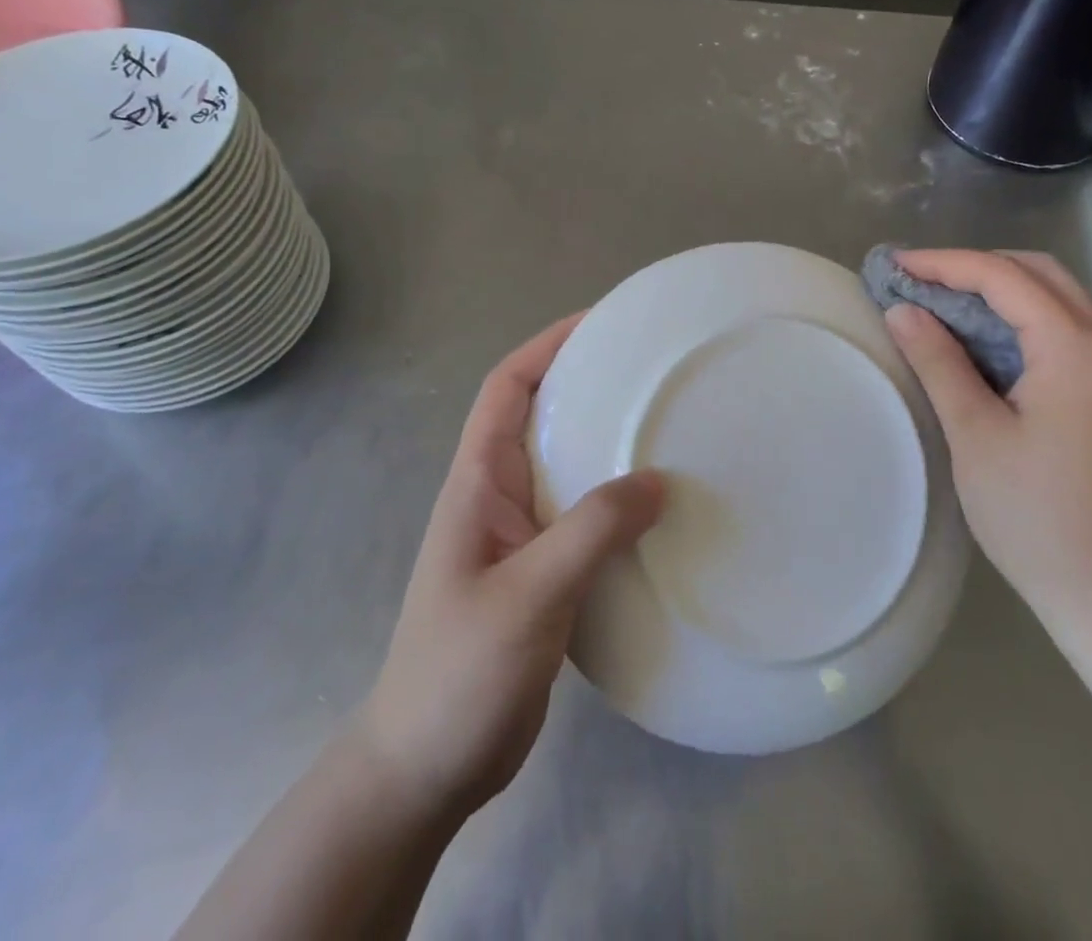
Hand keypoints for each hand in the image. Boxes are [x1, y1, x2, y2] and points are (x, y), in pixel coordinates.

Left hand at [356, 314, 665, 824]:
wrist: (424, 769)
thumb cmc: (458, 672)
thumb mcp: (528, 595)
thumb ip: (591, 531)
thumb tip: (659, 480)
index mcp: (478, 482)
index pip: (507, 388)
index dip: (547, 346)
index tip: (601, 323)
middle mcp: (498, 497)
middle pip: (542, 417)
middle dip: (588, 385)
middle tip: (652, 371)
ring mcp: (521, 537)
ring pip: (568, 467)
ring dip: (608, 443)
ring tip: (667, 428)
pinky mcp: (543, 574)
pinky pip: (585, 516)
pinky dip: (618, 500)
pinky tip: (659, 508)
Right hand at [882, 250, 1091, 631]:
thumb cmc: (1033, 515)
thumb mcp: (974, 433)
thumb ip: (938, 361)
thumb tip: (902, 309)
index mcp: (1077, 350)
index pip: (1004, 278)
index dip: (945, 263)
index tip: (896, 265)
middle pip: (1039, 274)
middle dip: (976, 266)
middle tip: (921, 280)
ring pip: (1057, 297)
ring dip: (1000, 288)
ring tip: (943, 300)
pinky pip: (1065, 327)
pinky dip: (1021, 316)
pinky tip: (983, 337)